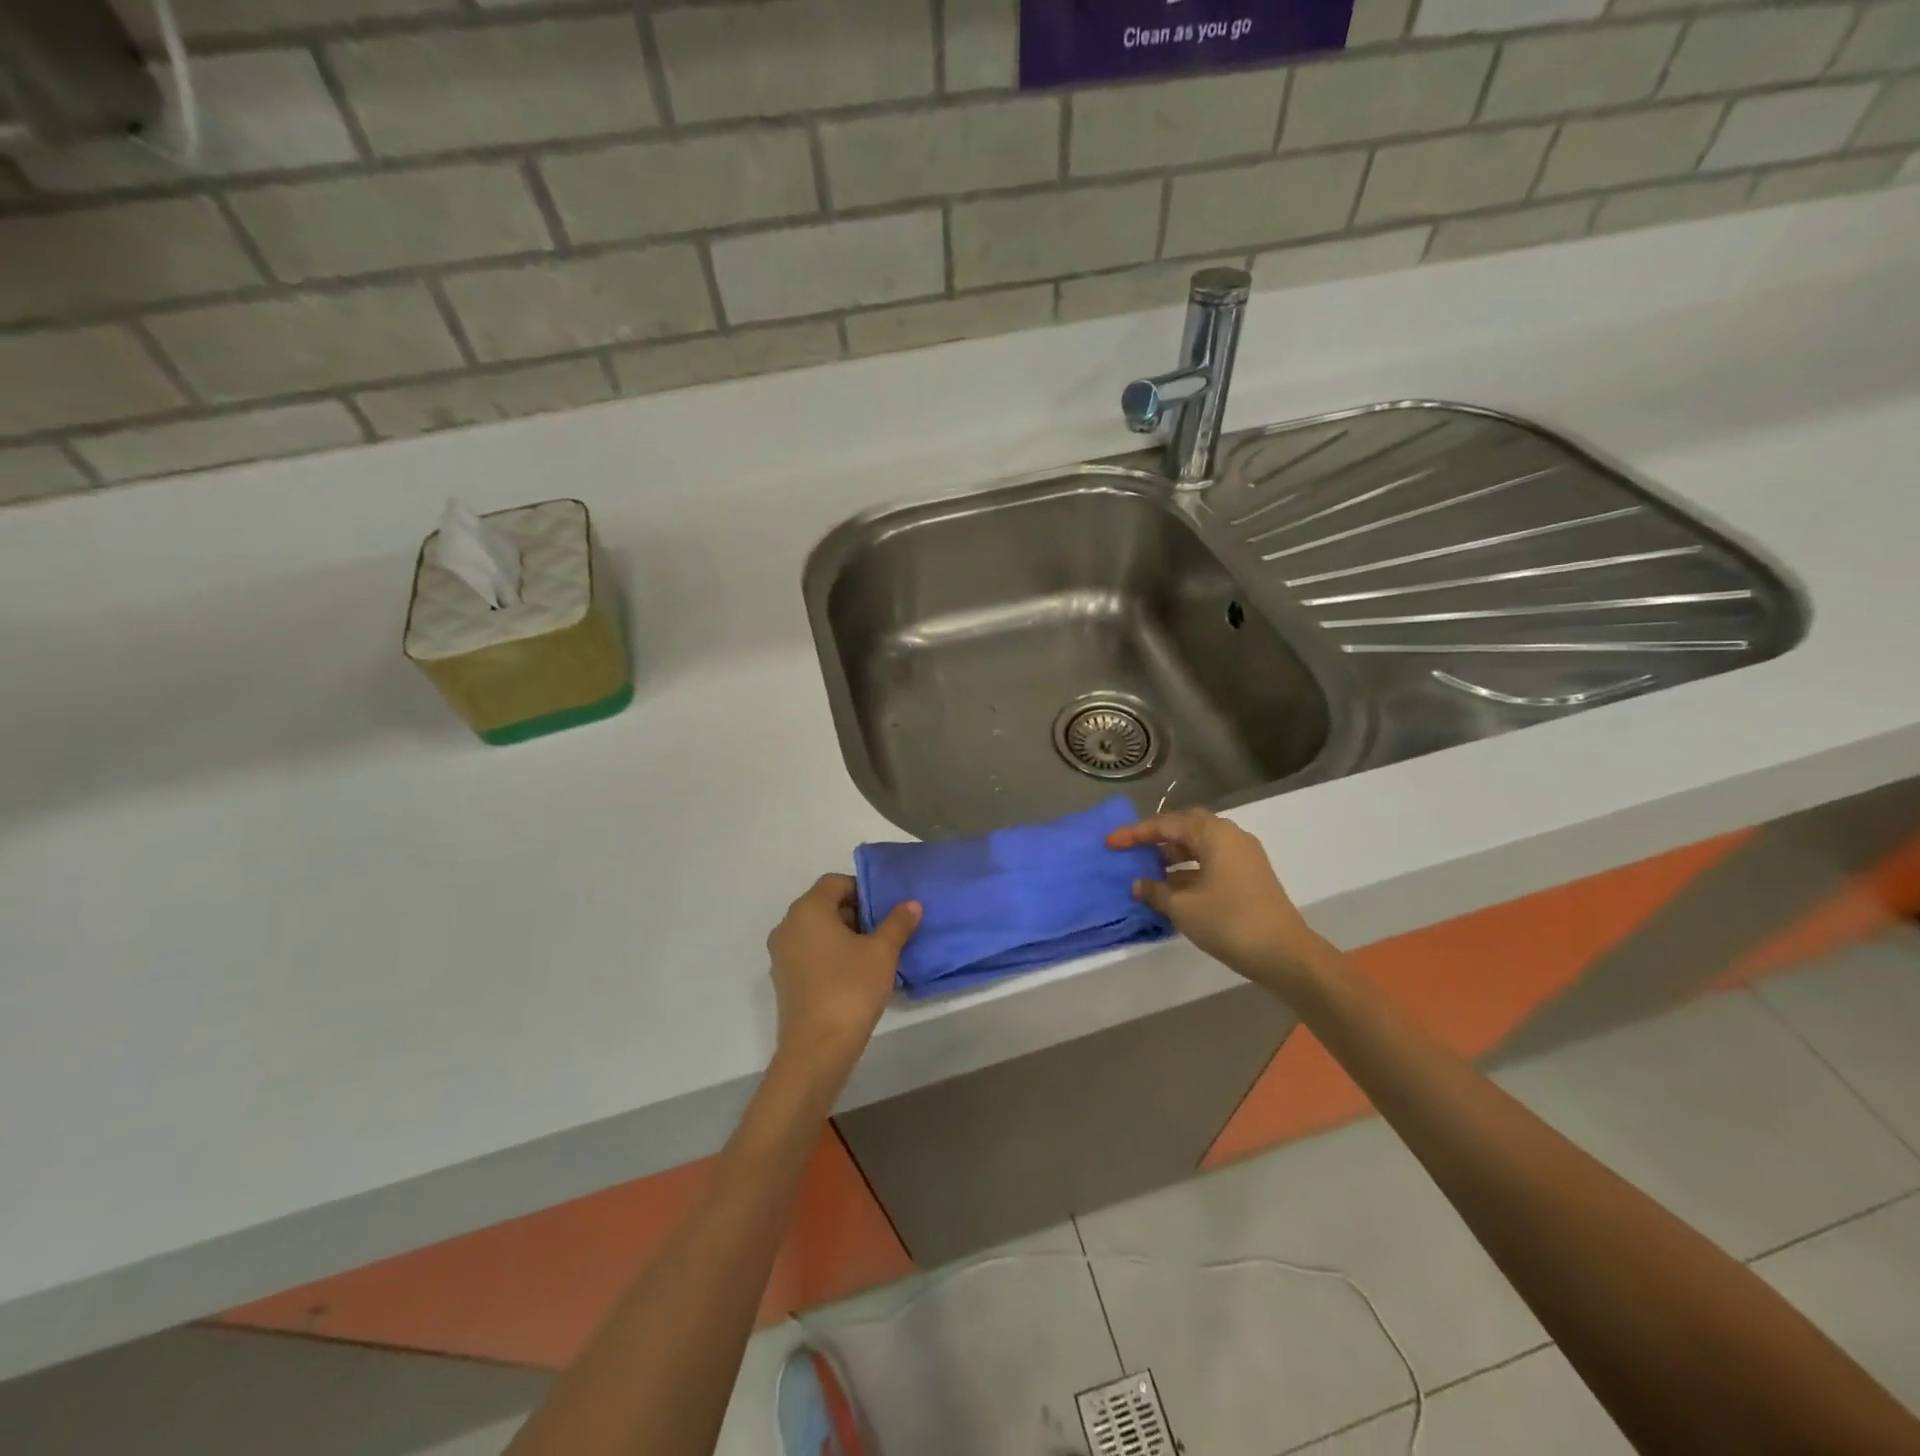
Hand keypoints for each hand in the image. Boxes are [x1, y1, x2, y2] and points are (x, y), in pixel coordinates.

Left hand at [767, 874, 920, 1078]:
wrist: (817, 1050)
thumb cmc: (850, 989)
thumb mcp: (882, 952)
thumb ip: (898, 923)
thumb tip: (911, 903)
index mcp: (808, 910)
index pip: (835, 882)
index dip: (864, 890)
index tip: (886, 910)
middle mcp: (788, 926)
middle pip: (825, 905)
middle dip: (857, 913)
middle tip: (886, 932)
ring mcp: (782, 954)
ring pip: (817, 930)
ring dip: (845, 935)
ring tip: (875, 954)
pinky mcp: (784, 979)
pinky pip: (810, 952)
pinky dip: (831, 954)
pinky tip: (856, 975)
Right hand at [1108, 808, 1332, 994]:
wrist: (1284, 954)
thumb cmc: (1229, 922)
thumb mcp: (1183, 907)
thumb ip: (1156, 891)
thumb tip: (1139, 884)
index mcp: (1214, 834)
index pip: (1167, 824)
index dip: (1135, 833)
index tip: (1111, 843)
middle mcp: (1231, 836)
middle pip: (1186, 828)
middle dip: (1157, 838)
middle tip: (1133, 850)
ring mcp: (1244, 857)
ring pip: (1200, 846)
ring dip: (1174, 855)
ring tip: (1149, 872)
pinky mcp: (1250, 876)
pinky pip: (1212, 862)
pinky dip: (1190, 869)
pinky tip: (1173, 889)